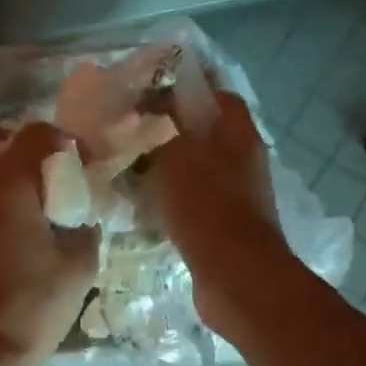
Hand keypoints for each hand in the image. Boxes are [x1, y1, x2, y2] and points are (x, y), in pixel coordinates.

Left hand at [0, 121, 100, 365]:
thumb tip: (79, 221)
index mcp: (7, 183)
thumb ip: (83, 232)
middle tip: (24, 164)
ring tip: (0, 198)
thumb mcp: (76, 271)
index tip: (75, 159)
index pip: (34, 133)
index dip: (60, 139)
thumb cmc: (27, 310)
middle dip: (1, 137)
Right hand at [145, 92, 290, 334]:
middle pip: (201, 132)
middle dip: (165, 131)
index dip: (183, 90)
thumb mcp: (175, 154)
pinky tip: (137, 204)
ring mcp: (234, 194)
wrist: (235, 276)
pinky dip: (166, 199)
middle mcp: (241, 159)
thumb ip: (157, 127)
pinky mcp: (221, 224)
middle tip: (126, 133)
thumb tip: (143, 110)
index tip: (146, 95)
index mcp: (237, 133)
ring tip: (124, 167)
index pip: (215, 95)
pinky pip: (189, 200)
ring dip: (162, 167)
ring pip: (192, 168)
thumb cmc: (207, 206)